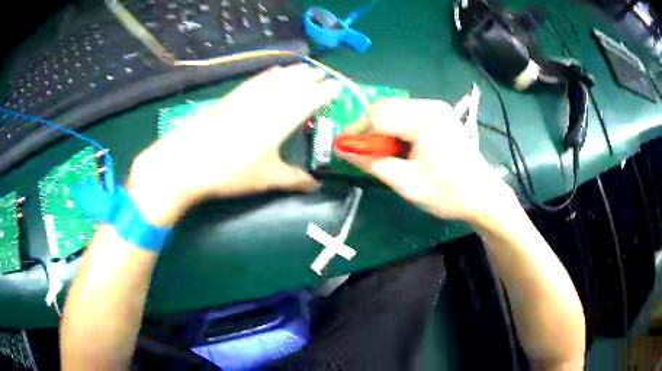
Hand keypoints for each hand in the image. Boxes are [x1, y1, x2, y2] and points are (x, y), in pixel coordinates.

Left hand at [128, 64, 341, 225]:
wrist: (188, 160)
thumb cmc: (230, 172)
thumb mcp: (265, 178)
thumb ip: (293, 179)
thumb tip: (316, 186)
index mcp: (281, 120)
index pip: (310, 100)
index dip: (325, 92)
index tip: (337, 86)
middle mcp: (267, 103)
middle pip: (294, 84)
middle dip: (311, 77)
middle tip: (323, 73)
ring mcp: (248, 97)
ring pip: (276, 78)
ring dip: (293, 72)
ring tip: (304, 67)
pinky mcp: (231, 97)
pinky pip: (257, 79)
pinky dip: (269, 73)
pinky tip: (274, 71)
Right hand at [338, 98, 514, 221]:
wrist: (483, 195)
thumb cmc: (448, 193)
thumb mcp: (406, 183)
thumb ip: (372, 162)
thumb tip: (342, 150)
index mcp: (425, 120)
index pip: (377, 115)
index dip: (356, 131)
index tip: (344, 149)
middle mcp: (430, 105)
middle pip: (384, 107)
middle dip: (369, 130)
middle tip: (364, 154)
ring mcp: (436, 107)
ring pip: (393, 109)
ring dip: (382, 129)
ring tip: (384, 153)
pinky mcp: (438, 113)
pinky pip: (405, 113)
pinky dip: (395, 127)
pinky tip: (400, 146)